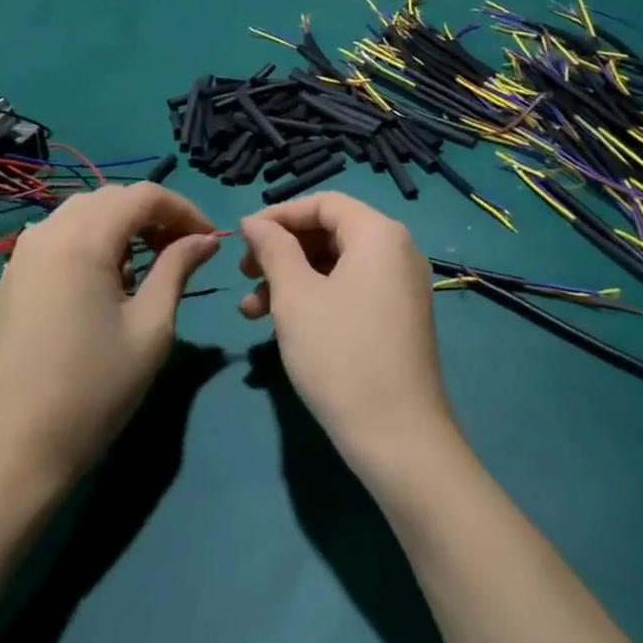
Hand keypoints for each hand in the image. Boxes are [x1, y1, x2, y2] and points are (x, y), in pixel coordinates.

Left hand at [0, 185, 217, 491]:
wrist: (10, 453)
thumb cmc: (92, 391)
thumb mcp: (150, 329)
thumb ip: (177, 269)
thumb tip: (204, 239)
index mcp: (82, 238)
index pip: (142, 194)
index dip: (183, 208)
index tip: (209, 239)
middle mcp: (46, 232)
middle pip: (109, 198)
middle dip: (151, 215)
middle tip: (180, 250)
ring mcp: (20, 255)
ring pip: (80, 214)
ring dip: (119, 226)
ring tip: (145, 266)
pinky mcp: (8, 280)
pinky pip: (56, 239)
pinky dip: (89, 242)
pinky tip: (102, 284)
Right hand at [238, 193, 457, 475]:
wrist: (398, 439)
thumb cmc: (340, 354)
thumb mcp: (295, 296)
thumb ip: (273, 248)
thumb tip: (254, 222)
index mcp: (379, 234)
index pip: (324, 203)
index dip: (279, 215)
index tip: (242, 237)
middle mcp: (397, 252)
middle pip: (330, 232)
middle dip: (281, 250)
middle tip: (243, 274)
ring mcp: (400, 288)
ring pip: (335, 266)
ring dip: (291, 280)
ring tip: (251, 311)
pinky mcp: (396, 320)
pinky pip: (350, 291)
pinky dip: (314, 299)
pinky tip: (281, 326)